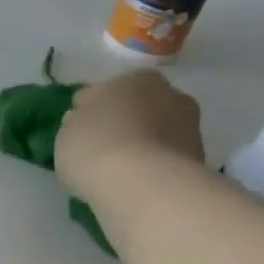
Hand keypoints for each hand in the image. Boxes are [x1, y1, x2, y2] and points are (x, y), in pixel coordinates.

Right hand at [54, 68, 205, 201]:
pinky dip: (151, 169)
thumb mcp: (66, 133)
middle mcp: (169, 93)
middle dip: (122, 124)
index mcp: (135, 79)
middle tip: (100, 150)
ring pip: (154, 134)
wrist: (141, 185)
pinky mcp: (197, 159)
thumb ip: (76, 122)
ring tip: (118, 173)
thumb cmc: (95, 148)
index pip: (104, 91)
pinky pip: (164, 161)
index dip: (88, 110)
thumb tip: (84, 120)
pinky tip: (135, 185)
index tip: (77, 131)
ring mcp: (189, 126)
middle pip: (137, 109)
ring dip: (140, 147)